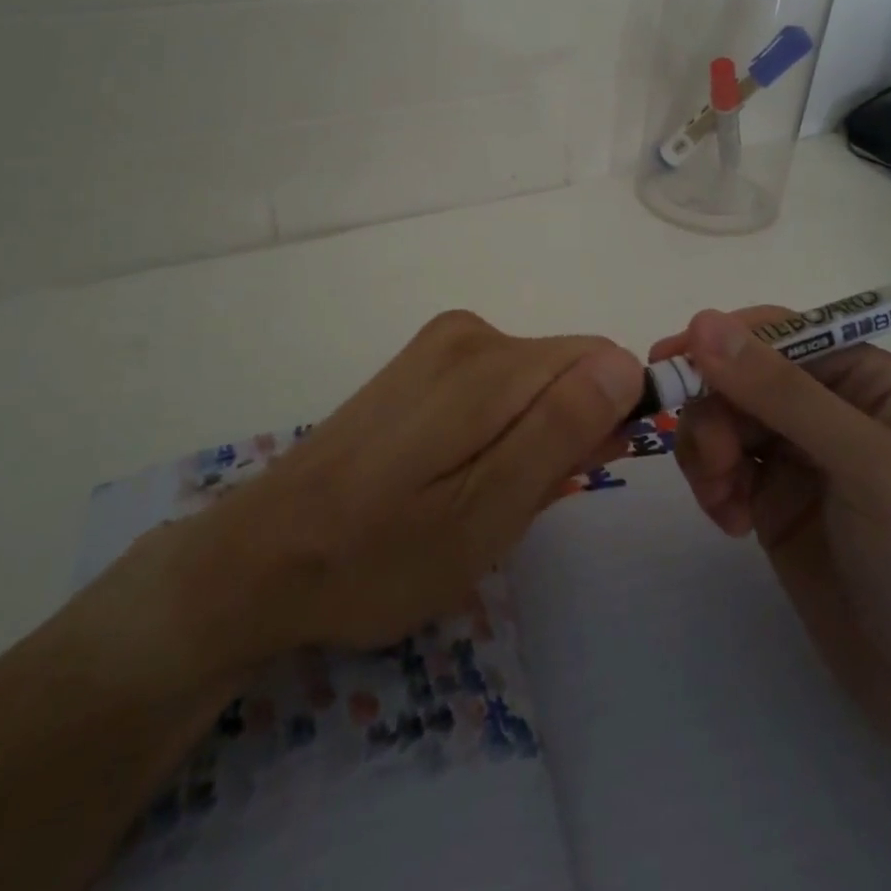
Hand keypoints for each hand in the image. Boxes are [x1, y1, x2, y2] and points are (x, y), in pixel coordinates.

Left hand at [115, 311, 642, 686]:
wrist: (265, 556)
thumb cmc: (383, 552)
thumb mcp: (488, 511)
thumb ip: (562, 430)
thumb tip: (626, 365)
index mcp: (491, 362)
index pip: (601, 361)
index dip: (607, 419)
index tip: (577, 477)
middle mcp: (469, 333)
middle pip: (565, 370)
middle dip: (565, 432)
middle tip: (518, 504)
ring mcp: (438, 346)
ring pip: (532, 383)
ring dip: (530, 438)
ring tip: (479, 499)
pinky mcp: (420, 366)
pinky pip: (495, 387)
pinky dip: (497, 430)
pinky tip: (455, 477)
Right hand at [653, 308, 890, 764]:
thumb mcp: (867, 466)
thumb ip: (783, 393)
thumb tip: (703, 322)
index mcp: (866, 379)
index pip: (780, 333)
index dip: (724, 340)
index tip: (671, 360)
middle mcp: (828, 407)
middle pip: (740, 376)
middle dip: (714, 411)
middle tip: (713, 464)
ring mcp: (798, 456)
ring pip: (721, 418)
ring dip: (706, 450)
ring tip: (722, 500)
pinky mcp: (772, 500)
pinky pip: (720, 466)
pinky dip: (711, 484)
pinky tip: (730, 522)